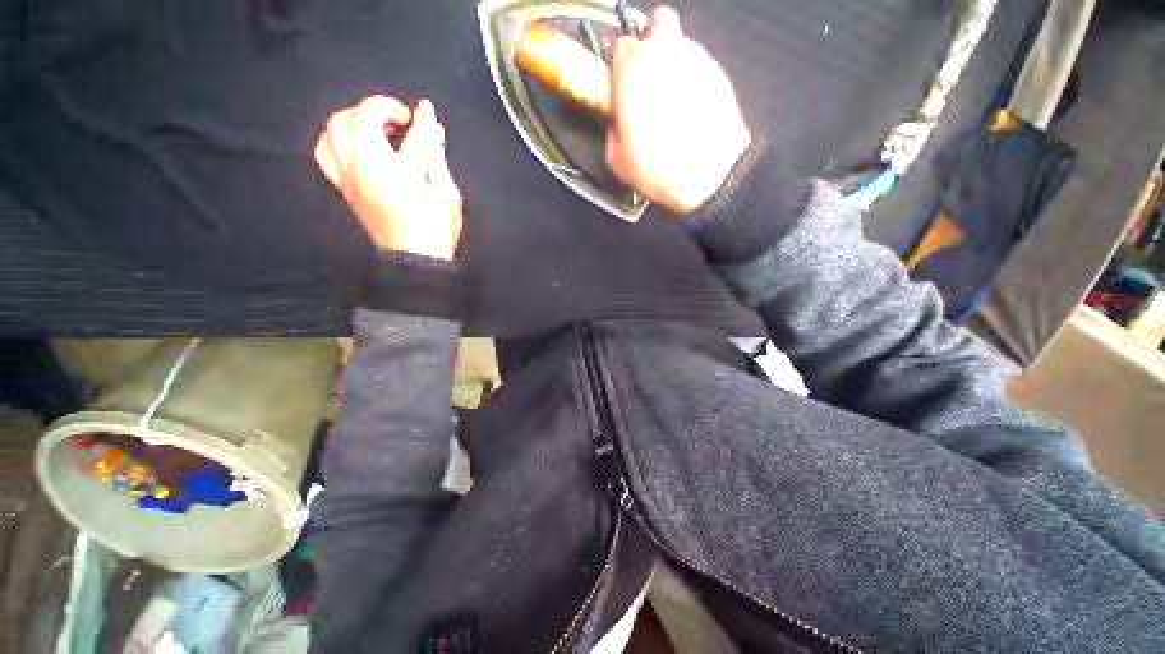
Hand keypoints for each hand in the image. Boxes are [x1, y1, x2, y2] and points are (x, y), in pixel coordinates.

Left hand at [314, 96, 462, 260]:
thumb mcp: (448, 197)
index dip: (423, 119)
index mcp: (402, 174)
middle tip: (401, 122)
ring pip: (335, 128)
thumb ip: (438, 161)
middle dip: (382, 108)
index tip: (426, 108)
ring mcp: (351, 177)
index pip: (414, 135)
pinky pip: (324, 152)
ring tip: (375, 128)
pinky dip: (336, 139)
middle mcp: (368, 169)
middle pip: (361, 118)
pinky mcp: (343, 188)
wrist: (413, 260)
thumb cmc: (437, 231)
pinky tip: (353, 144)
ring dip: (355, 119)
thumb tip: (435, 133)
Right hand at [607, 7, 751, 213]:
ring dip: (674, 63)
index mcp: (632, 69)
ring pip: (682, 44)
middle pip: (658, 22)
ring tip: (675, 101)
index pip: (622, 45)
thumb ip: (614, 129)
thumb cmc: (655, 167)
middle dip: (653, 44)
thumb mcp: (617, 158)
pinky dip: (694, 80)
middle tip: (652, 78)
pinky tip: (694, 109)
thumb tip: (620, 122)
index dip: (622, 67)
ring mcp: (697, 57)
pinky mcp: (720, 71)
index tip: (624, 87)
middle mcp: (664, 51)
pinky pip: (701, 66)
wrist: (708, 175)